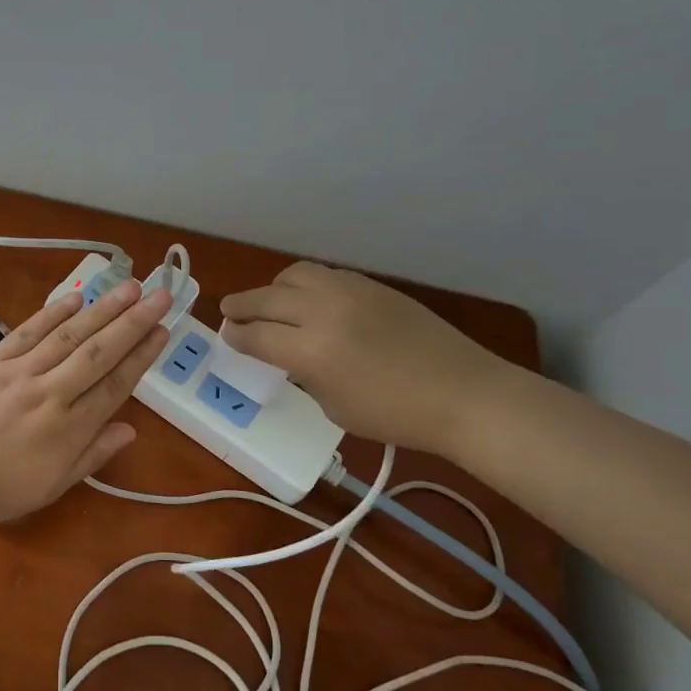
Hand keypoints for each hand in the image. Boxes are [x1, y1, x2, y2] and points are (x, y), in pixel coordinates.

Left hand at [0, 279, 172, 523]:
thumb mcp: (53, 486)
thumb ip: (93, 454)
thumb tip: (132, 429)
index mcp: (69, 430)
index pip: (115, 385)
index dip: (142, 357)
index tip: (163, 331)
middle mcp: (50, 394)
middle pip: (99, 353)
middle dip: (133, 322)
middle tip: (160, 296)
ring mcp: (19, 373)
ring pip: (69, 336)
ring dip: (102, 310)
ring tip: (129, 287)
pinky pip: (27, 331)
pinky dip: (53, 313)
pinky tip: (77, 297)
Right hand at [219, 261, 511, 456]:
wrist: (462, 393)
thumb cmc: (396, 415)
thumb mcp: (335, 407)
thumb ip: (305, 375)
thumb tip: (291, 356)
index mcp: (311, 352)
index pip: (257, 336)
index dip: (236, 337)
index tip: (227, 336)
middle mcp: (323, 312)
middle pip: (266, 299)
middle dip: (241, 306)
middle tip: (229, 312)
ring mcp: (349, 292)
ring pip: (294, 275)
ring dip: (273, 289)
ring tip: (270, 302)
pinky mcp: (371, 285)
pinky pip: (325, 275)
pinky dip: (306, 285)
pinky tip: (310, 301)